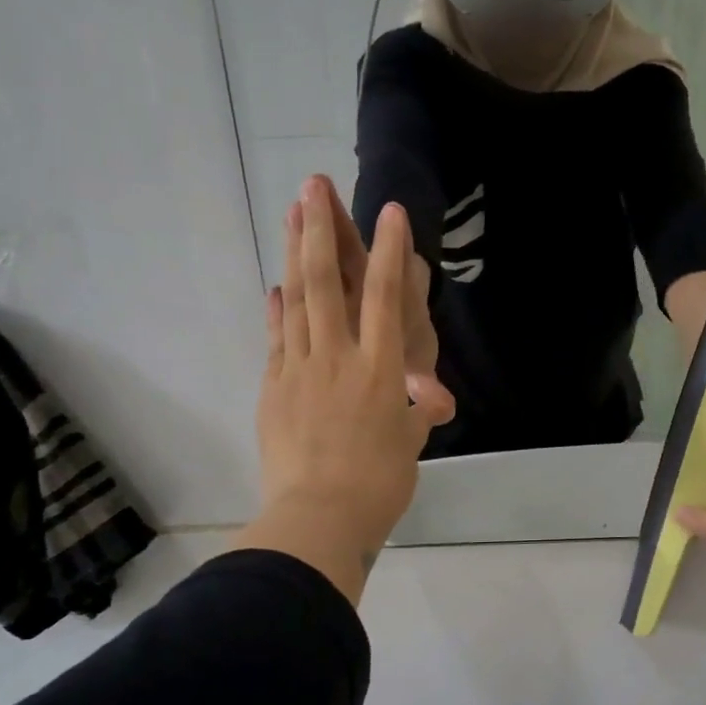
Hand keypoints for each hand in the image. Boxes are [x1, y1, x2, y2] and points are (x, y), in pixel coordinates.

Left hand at [248, 180, 453, 600]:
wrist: (317, 519)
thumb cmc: (378, 485)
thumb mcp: (410, 444)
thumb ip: (417, 411)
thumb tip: (432, 397)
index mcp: (379, 369)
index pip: (384, 297)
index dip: (388, 250)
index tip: (388, 210)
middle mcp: (337, 357)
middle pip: (326, 283)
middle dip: (320, 230)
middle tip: (312, 185)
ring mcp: (299, 370)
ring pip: (295, 302)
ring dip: (292, 254)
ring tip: (289, 214)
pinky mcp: (274, 389)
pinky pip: (276, 340)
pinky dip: (276, 310)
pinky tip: (274, 288)